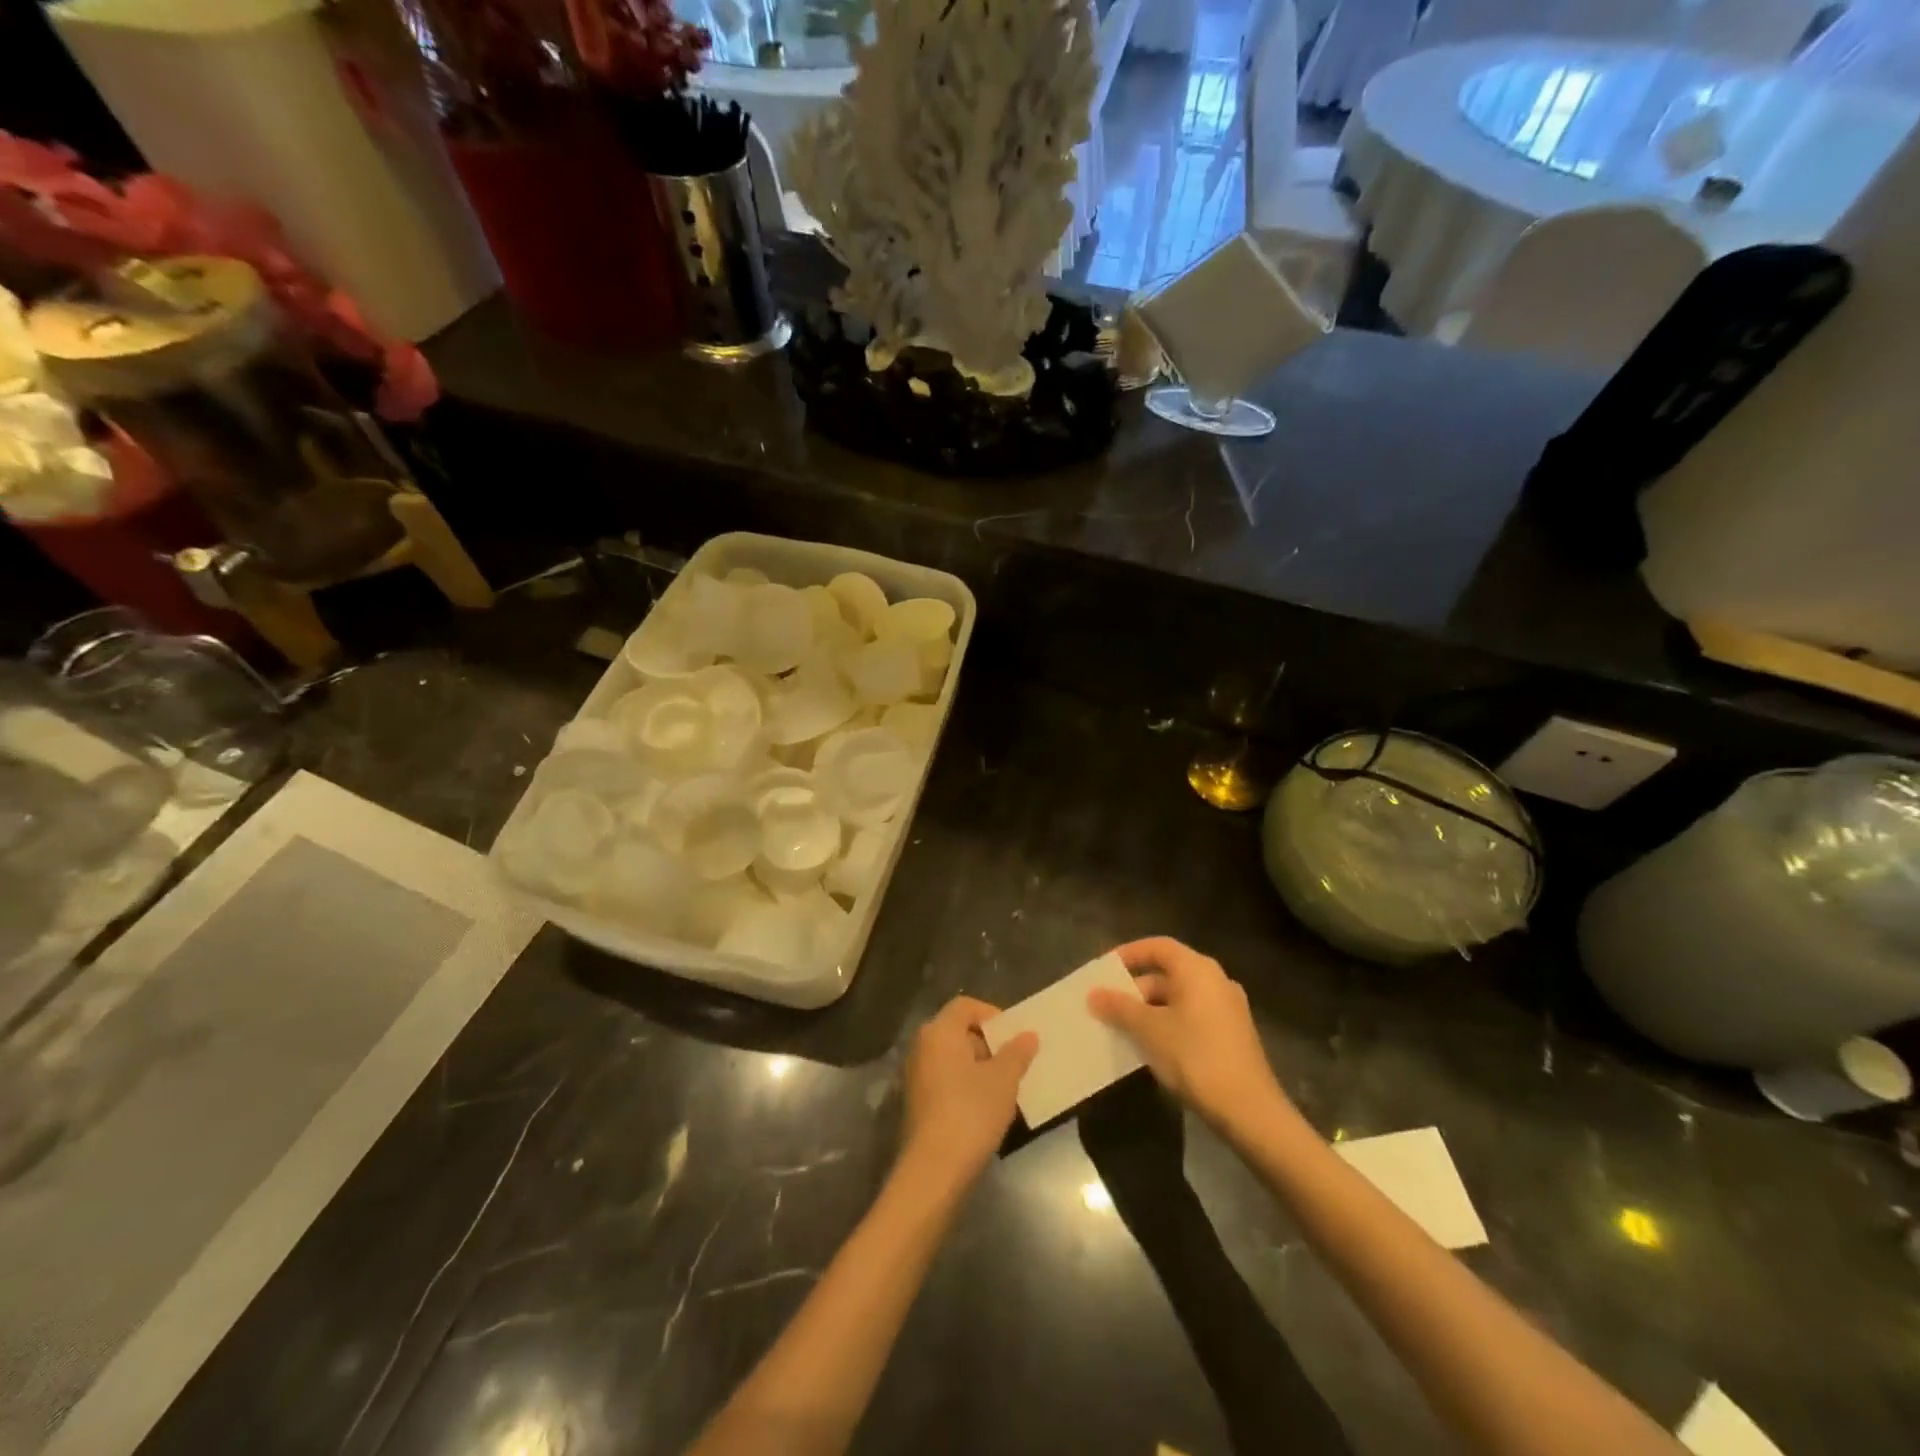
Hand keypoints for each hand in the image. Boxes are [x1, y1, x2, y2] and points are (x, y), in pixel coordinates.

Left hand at [899, 996, 1037, 1189]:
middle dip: (989, 1044)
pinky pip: (946, 1080)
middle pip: (959, 1031)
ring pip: (954, 1058)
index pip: (966, 1006)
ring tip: (1007, 1088)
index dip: (992, 1015)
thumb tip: (1028, 1035)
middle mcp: (922, 1046)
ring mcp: (917, 1075)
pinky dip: (967, 1085)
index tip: (1015, 1036)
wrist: (934, 1170)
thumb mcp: (1003, 1080)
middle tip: (1015, 1063)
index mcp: (939, 1031)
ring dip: (980, 1067)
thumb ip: (1017, 1053)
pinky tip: (987, 1108)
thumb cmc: (971, 1112)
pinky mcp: (918, 1102)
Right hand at [1087, 938, 1289, 1129]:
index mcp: (1198, 970)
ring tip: (1123, 1028)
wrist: (1249, 1110)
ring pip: (1180, 997)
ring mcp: (1228, 1008)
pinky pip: (1192, 1017)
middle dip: (1135, 988)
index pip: (1158, 946)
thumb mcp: (1149, 1030)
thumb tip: (1094, 994)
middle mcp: (1216, 980)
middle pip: (1169, 972)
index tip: (1104, 970)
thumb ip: (1120, 1008)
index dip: (1129, 953)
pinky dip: (1169, 1023)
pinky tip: (1151, 1047)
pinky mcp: (1232, 1035)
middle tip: (1108, 1005)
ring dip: (1150, 1009)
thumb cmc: (1195, 1056)